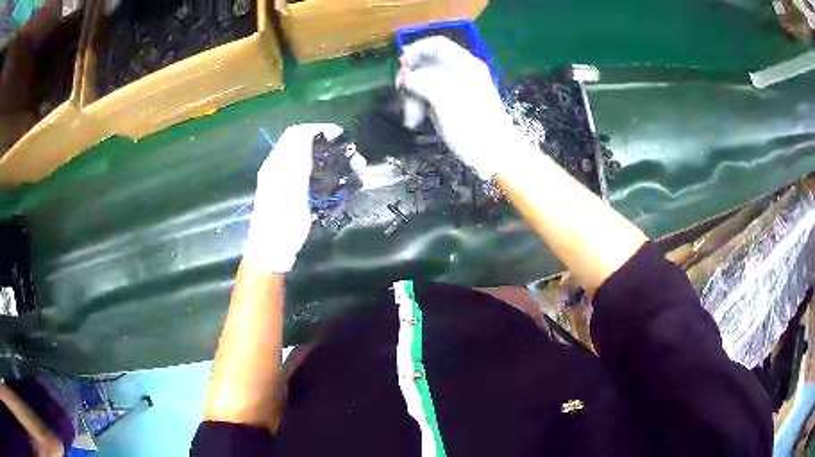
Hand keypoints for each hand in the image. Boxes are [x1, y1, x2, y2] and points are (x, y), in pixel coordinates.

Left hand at [243, 124, 342, 272]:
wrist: (271, 251)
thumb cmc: (281, 221)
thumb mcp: (290, 187)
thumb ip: (297, 159)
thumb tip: (309, 132)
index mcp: (277, 163)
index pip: (297, 133)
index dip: (319, 129)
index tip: (342, 136)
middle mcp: (280, 168)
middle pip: (306, 146)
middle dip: (331, 147)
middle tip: (354, 158)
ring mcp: (286, 182)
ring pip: (311, 161)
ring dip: (333, 162)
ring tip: (353, 171)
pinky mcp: (293, 196)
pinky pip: (313, 177)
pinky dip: (328, 177)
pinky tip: (340, 186)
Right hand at [398, 37, 532, 179]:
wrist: (497, 154)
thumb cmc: (473, 127)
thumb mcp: (445, 102)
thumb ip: (423, 83)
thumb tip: (406, 77)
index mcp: (464, 65)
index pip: (437, 45)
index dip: (415, 50)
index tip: (400, 66)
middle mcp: (462, 72)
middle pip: (429, 64)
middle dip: (412, 79)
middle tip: (400, 95)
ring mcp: (460, 88)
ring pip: (428, 82)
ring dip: (414, 96)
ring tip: (410, 119)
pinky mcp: (457, 103)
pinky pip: (433, 96)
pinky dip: (423, 105)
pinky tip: (417, 120)